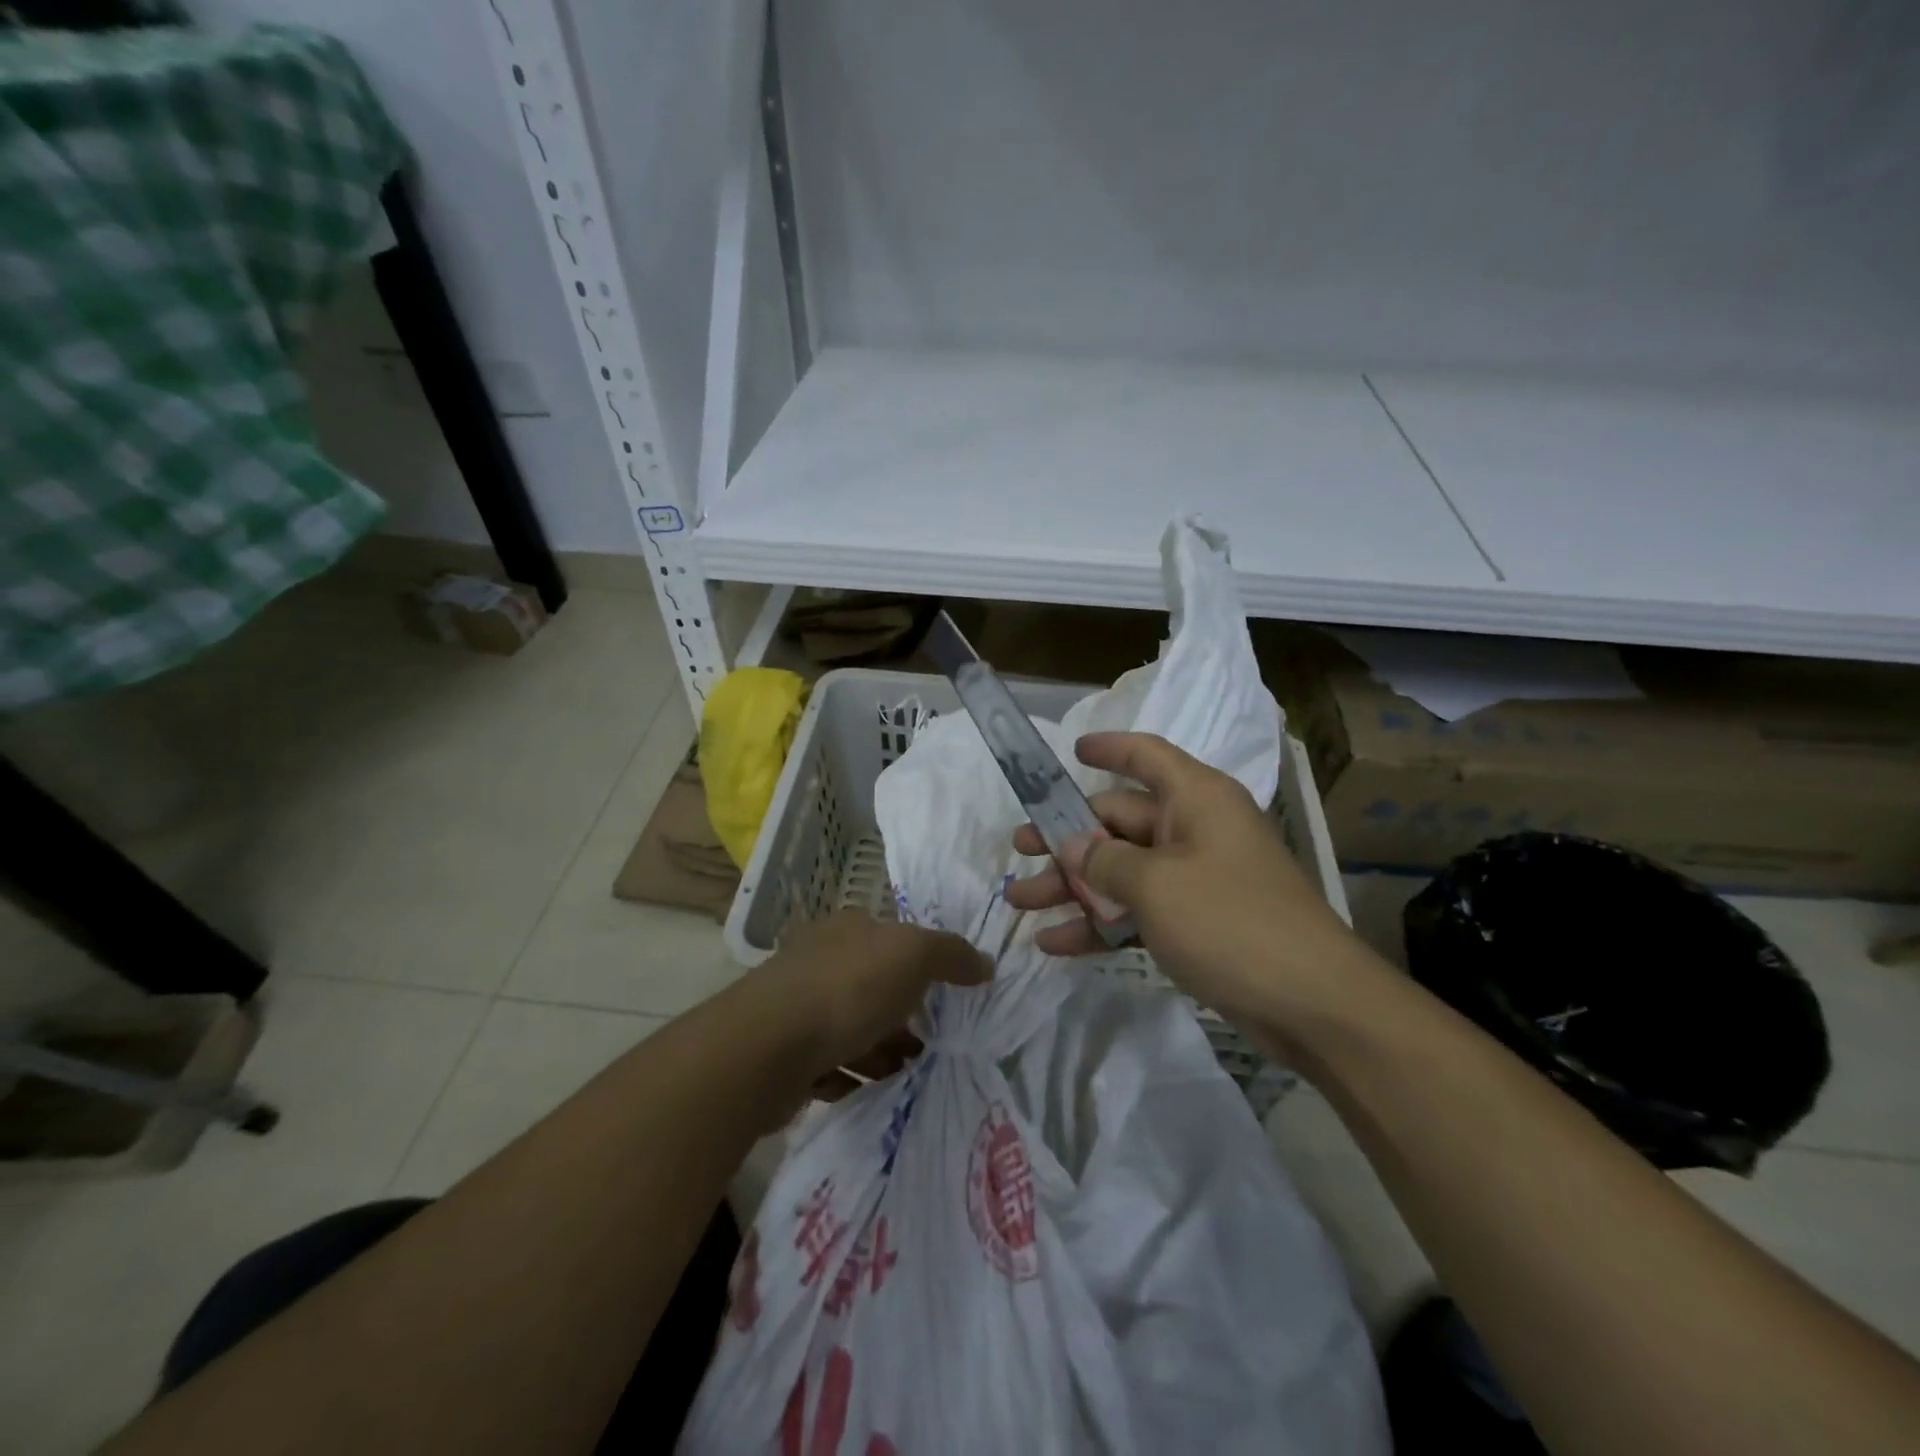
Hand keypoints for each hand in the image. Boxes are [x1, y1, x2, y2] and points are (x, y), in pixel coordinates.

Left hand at [755, 911, 989, 1085]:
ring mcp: (797, 1005)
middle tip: (926, 1043)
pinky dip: (849, 1073)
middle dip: (901, 1015)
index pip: (891, 939)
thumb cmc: (847, 989)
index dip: (920, 966)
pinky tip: (863, 1087)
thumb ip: (951, 955)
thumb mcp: (913, 956)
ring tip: (902, 1071)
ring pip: (851, 1026)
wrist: (768, 1047)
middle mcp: (820, 959)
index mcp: (848, 929)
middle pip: (873, 985)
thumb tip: (984, 963)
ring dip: (879, 1049)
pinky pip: (826, 1061)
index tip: (944, 998)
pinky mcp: (783, 1051)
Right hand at [1006, 732, 1373, 1040]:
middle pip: (1120, 821)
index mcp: (1196, 799)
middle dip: (1066, 840)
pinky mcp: (1197, 923)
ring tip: (1020, 904)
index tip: (1070, 752)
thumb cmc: (1231, 922)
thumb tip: (1071, 844)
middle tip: (1017, 852)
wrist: (1313, 1006)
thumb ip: (1103, 860)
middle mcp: (1195, 830)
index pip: (1147, 756)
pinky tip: (1055, 944)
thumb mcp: (1155, 886)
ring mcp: (1196, 879)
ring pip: (1122, 871)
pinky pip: (1137, 912)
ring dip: (1072, 888)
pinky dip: (1100, 924)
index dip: (1109, 748)